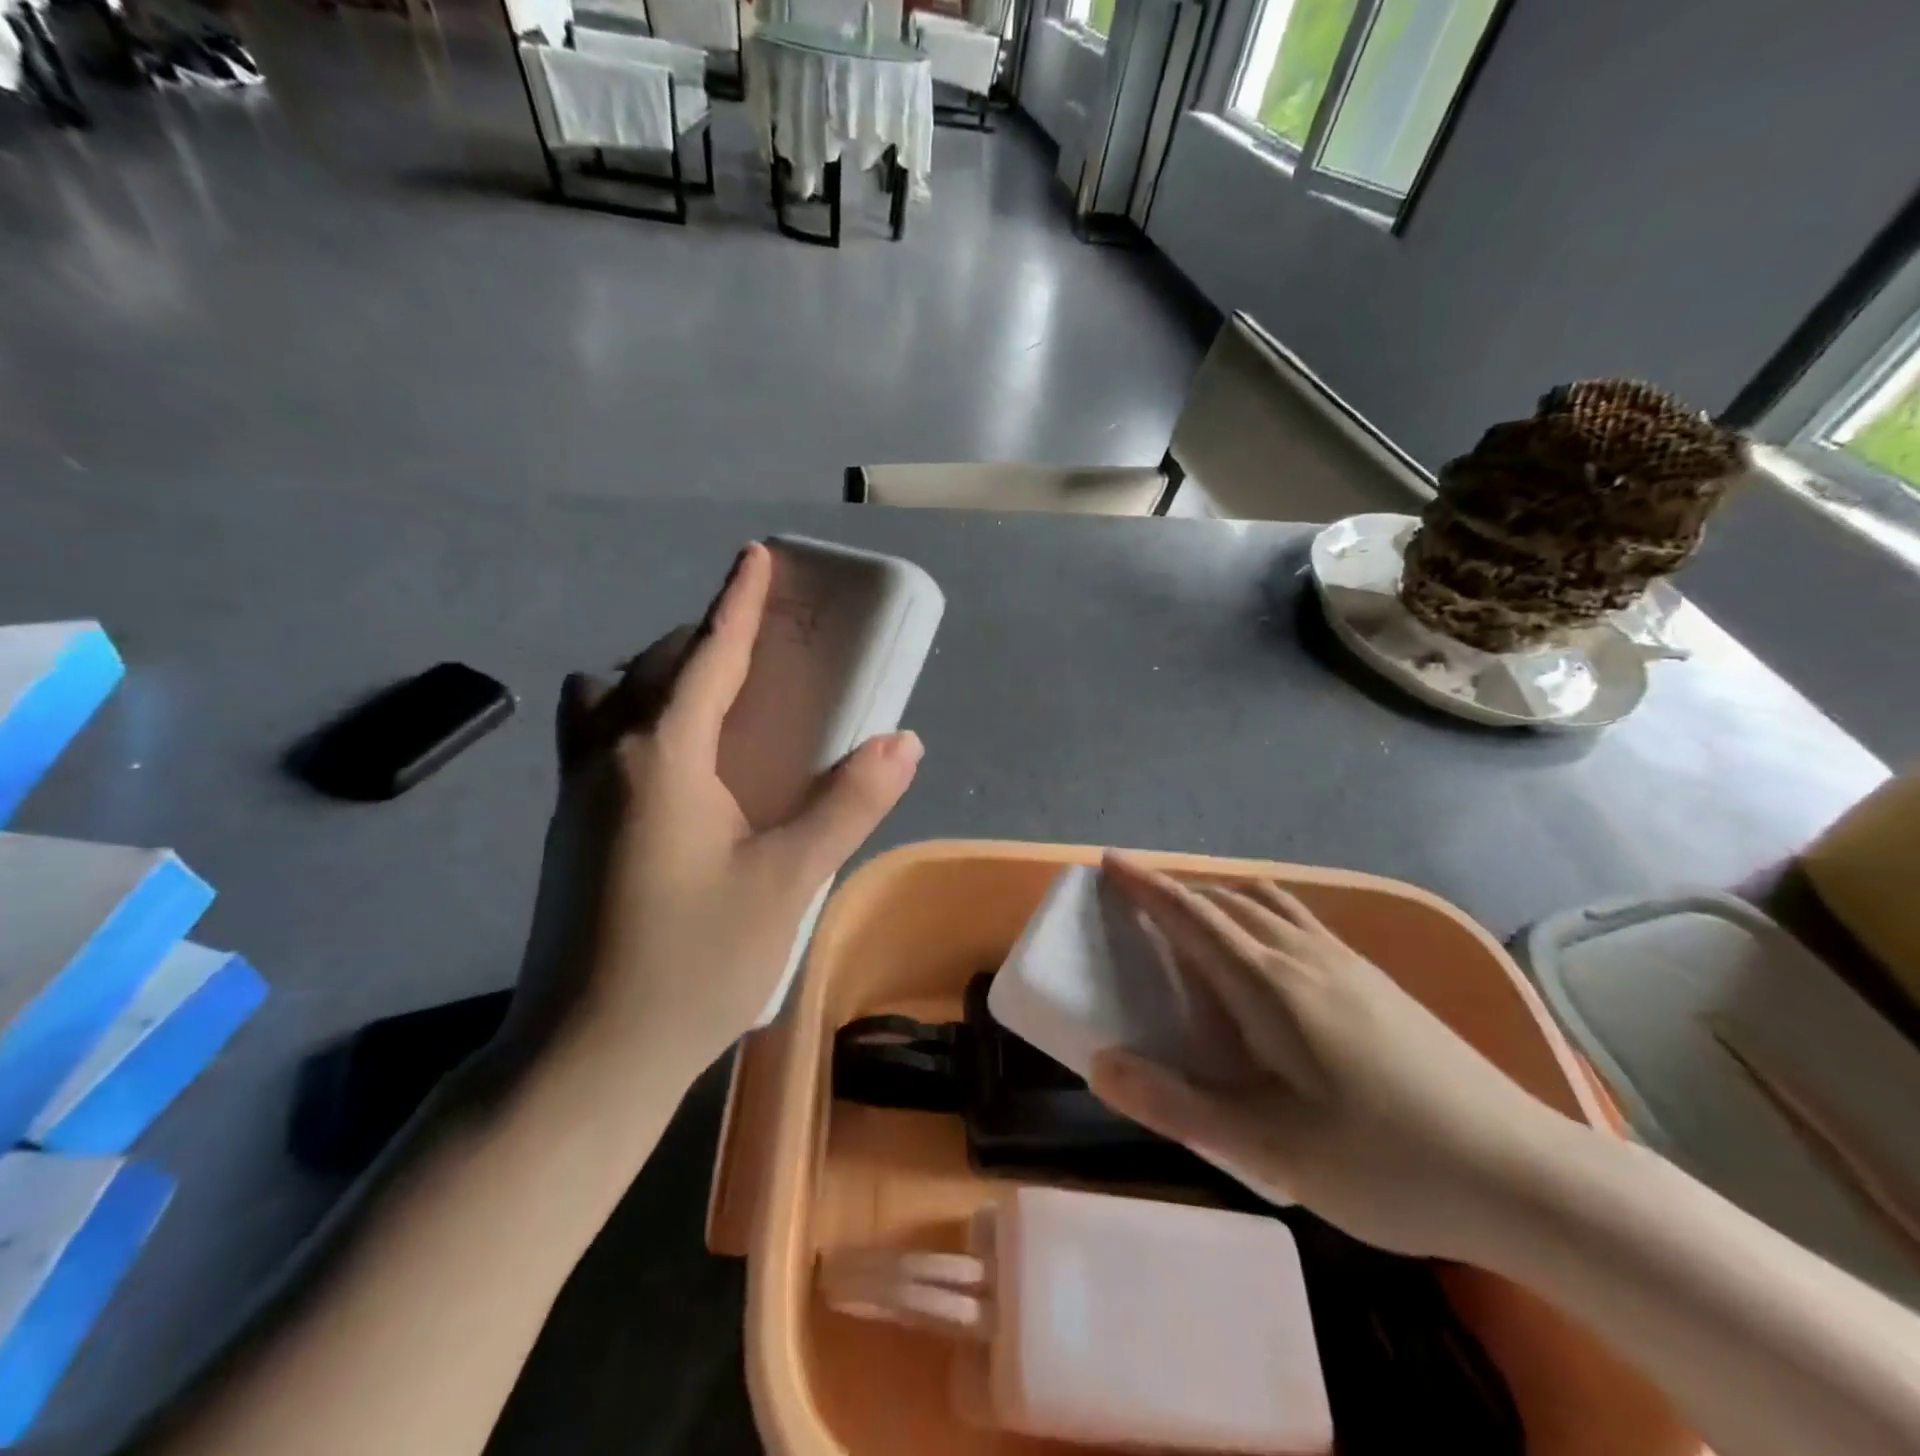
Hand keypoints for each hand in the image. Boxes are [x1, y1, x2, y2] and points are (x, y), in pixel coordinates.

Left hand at [512, 542, 922, 1081]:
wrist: (586, 1057)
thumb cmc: (694, 962)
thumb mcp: (789, 880)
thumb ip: (848, 804)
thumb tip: (904, 743)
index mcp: (661, 755)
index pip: (707, 654)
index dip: (737, 602)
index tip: (755, 554)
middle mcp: (607, 757)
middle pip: (653, 666)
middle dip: (703, 640)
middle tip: (756, 654)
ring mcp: (575, 795)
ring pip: (607, 699)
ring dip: (654, 679)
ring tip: (709, 710)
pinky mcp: (567, 831)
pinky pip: (595, 739)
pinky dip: (633, 720)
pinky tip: (674, 774)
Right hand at [1088, 852, 1567, 1258]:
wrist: (1528, 1176)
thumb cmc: (1387, 1164)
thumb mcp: (1270, 1151)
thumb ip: (1179, 1106)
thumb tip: (1100, 1064)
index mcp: (1271, 986)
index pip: (1192, 916)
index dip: (1146, 885)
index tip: (1109, 861)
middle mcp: (1305, 957)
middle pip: (1227, 901)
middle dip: (1176, 890)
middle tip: (1138, 901)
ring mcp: (1348, 964)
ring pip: (1268, 904)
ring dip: (1220, 898)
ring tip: (1195, 918)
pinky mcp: (1377, 981)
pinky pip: (1299, 921)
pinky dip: (1259, 914)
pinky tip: (1267, 955)